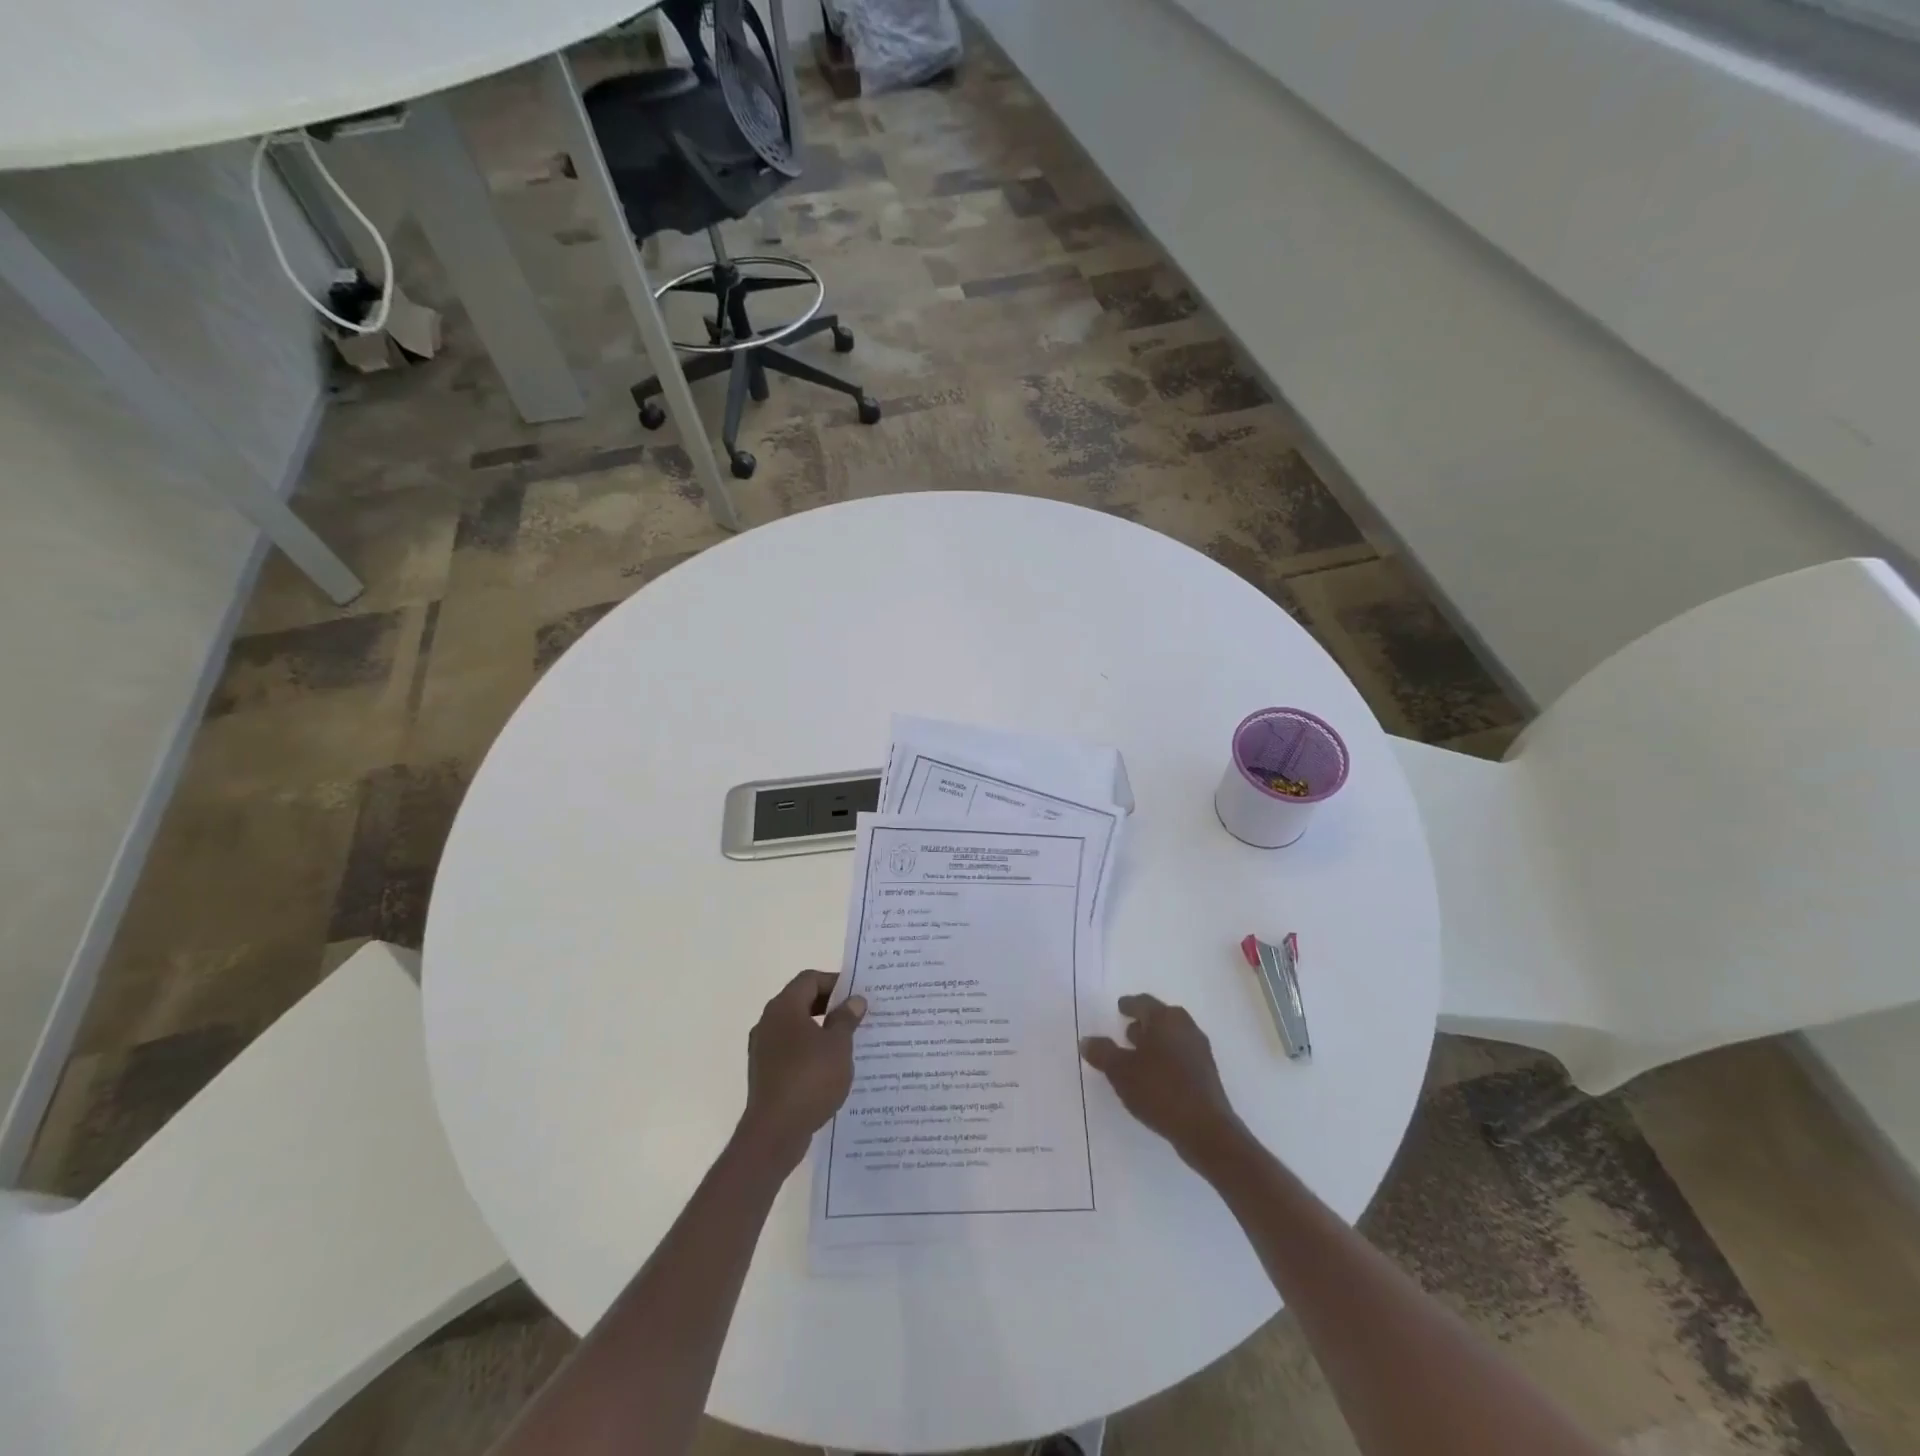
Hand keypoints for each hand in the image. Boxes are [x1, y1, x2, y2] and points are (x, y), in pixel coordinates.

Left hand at [738, 969, 866, 1169]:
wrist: (774, 1133)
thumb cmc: (809, 1079)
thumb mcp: (838, 1046)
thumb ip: (846, 1019)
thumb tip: (854, 1000)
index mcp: (784, 1008)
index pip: (809, 979)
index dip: (835, 982)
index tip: (857, 995)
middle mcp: (768, 1022)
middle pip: (801, 1001)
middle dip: (829, 1006)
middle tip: (857, 1016)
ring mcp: (763, 1049)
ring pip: (796, 1028)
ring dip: (820, 1030)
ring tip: (847, 1042)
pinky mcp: (764, 1073)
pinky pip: (790, 1051)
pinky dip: (809, 1051)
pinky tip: (829, 1068)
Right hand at [1081, 994, 1243, 1167]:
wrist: (1205, 1129)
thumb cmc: (1159, 1090)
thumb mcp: (1120, 1071)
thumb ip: (1102, 1053)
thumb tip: (1087, 1040)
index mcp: (1165, 1018)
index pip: (1143, 1003)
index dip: (1129, 1005)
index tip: (1120, 1007)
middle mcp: (1185, 1027)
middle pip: (1161, 1018)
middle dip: (1143, 1023)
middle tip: (1126, 1031)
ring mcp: (1200, 1050)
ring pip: (1172, 1037)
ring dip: (1155, 1042)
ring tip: (1138, 1056)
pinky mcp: (1207, 1073)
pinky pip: (1181, 1056)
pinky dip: (1166, 1059)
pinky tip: (1155, 1076)